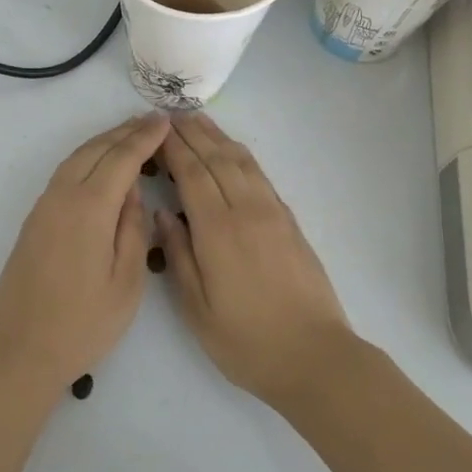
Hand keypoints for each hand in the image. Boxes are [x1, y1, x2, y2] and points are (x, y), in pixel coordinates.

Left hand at [0, 113, 168, 393]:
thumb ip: (133, 230)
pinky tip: (101, 166)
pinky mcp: (35, 220)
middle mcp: (62, 196)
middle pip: (96, 149)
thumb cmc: (80, 324)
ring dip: (104, 142)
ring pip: (76, 158)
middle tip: (153, 120)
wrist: (17, 349)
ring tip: (131, 134)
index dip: (145, 137)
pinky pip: (65, 173)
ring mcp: (43, 206)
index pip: (121, 159)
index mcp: (89, 208)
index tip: (166, 120)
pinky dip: (88, 158)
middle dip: (125, 131)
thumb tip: (132, 193)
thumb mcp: (125, 283)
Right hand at [155, 113, 354, 405]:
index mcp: (218, 231)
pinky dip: (241, 155)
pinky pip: (260, 175)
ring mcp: (272, 213)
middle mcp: (246, 211)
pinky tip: (231, 151)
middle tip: (170, 114)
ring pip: (241, 161)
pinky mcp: (289, 221)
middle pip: (216, 158)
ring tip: (197, 120)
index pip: (191, 174)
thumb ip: (178, 255)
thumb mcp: (197, 309)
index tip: (155, 129)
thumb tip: (163, 213)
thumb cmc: (247, 341)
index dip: (173, 148)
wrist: (315, 357)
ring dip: (217, 137)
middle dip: (192, 133)